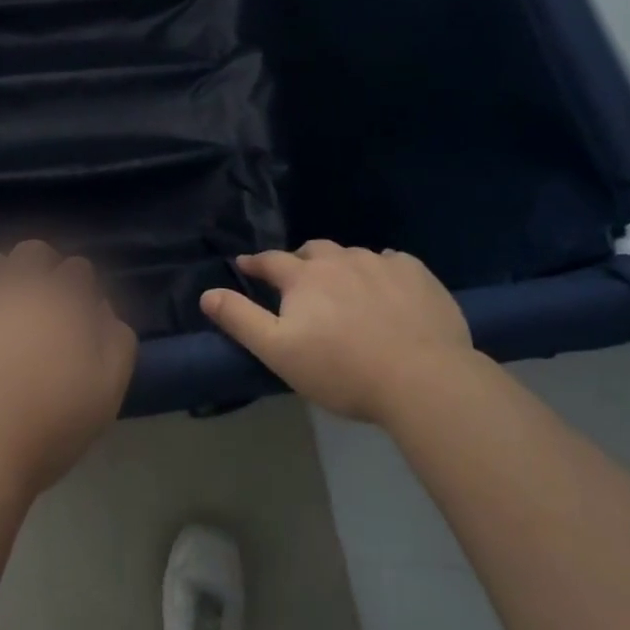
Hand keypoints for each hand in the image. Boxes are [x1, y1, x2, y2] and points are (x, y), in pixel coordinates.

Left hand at [0, 240, 137, 504]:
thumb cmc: (46, 427)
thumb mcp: (108, 388)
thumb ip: (116, 337)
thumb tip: (99, 307)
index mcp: (61, 295)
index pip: (78, 270)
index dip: (79, 293)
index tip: (75, 320)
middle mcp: (15, 281)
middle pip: (33, 253)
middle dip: (41, 273)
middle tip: (38, 314)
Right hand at [201, 241, 476, 425]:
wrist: (422, 378)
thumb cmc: (342, 370)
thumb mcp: (279, 352)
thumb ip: (241, 320)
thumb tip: (208, 293)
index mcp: (305, 276)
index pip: (271, 261)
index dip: (255, 263)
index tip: (245, 264)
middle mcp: (340, 259)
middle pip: (313, 251)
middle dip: (300, 261)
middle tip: (299, 278)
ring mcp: (381, 263)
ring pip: (352, 255)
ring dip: (341, 266)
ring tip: (344, 288)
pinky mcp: (416, 274)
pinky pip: (392, 262)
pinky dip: (382, 271)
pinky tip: (388, 289)